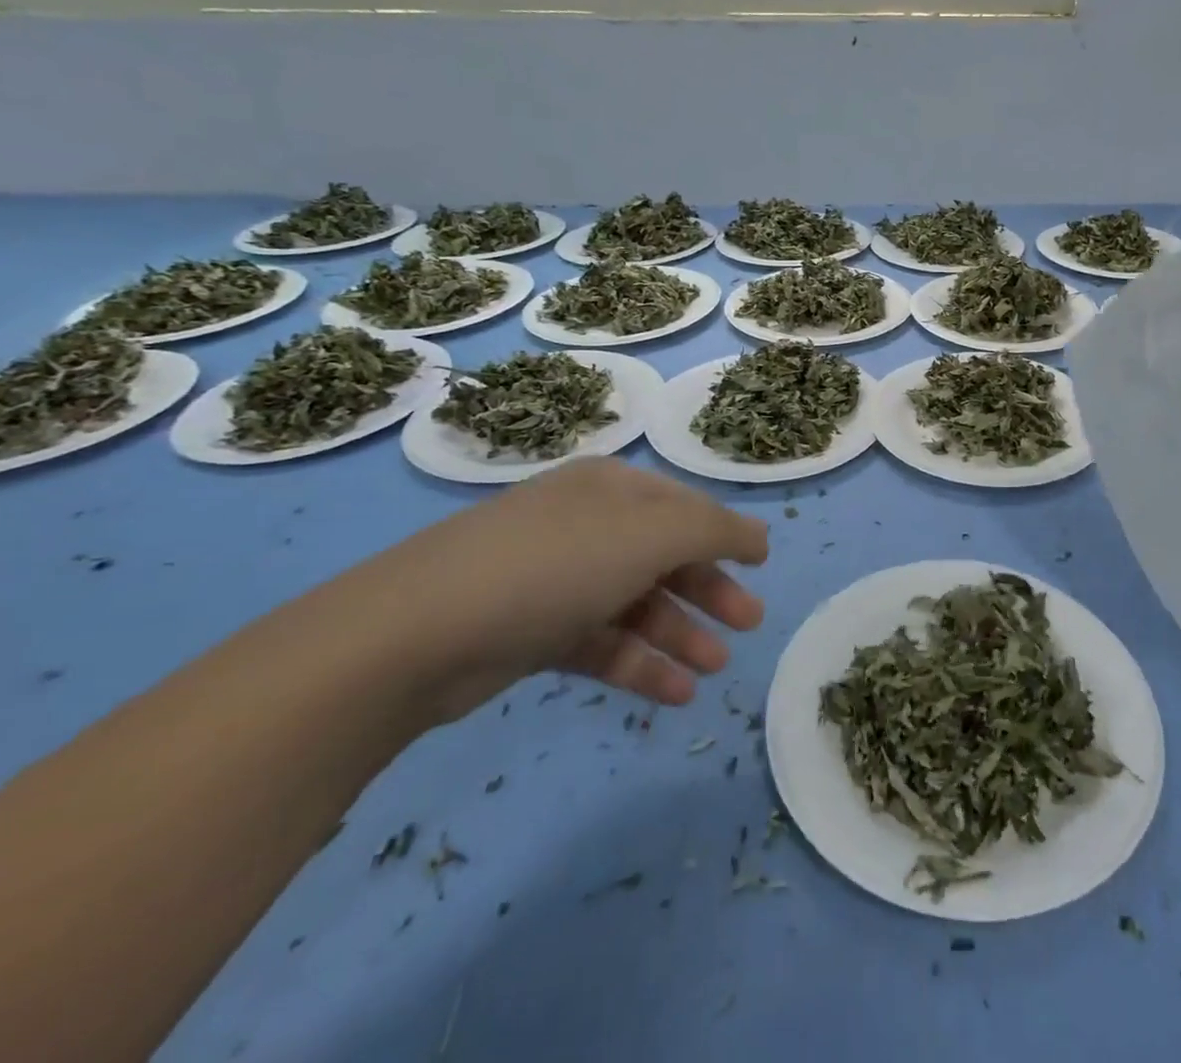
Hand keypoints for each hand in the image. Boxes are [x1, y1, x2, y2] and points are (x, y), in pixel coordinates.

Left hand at [350, 458, 767, 721]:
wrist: (417, 634)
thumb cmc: (555, 564)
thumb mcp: (650, 535)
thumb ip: (715, 532)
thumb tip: (759, 537)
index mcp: (611, 488)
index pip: (685, 507)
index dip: (726, 535)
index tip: (763, 567)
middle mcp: (586, 525)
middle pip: (664, 555)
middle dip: (709, 590)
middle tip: (750, 625)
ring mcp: (557, 579)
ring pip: (635, 604)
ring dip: (679, 635)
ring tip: (715, 669)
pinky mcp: (533, 631)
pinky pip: (601, 643)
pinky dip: (638, 665)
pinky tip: (674, 693)